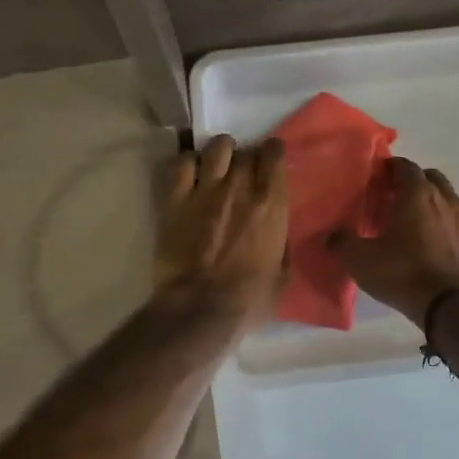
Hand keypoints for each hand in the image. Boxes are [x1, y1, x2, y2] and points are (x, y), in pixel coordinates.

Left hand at [153, 134, 289, 332]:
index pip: (274, 154)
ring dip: (219, 154)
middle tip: (242, 176)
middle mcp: (240, 187)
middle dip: (246, 159)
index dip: (272, 155)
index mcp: (271, 204)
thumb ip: (281, 245)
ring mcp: (205, 189)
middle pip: (246, 151)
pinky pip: (181, 163)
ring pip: (216, 147)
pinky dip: (187, 164)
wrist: (200, 310)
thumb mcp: (282, 275)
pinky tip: (189, 177)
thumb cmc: (248, 301)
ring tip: (216, 169)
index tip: (270, 165)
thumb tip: (276, 234)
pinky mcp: (175, 200)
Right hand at [331, 158, 458, 327]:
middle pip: (430, 178)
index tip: (377, 180)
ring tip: (413, 225)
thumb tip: (334, 235)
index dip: (390, 169)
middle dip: (413, 183)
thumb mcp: (360, 260)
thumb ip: (342, 242)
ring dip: (432, 204)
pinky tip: (433, 247)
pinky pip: (458, 225)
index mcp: (418, 194)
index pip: (405, 166)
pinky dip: (445, 227)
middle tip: (394, 200)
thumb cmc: (403, 273)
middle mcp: (446, 199)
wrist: (452, 306)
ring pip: (447, 200)